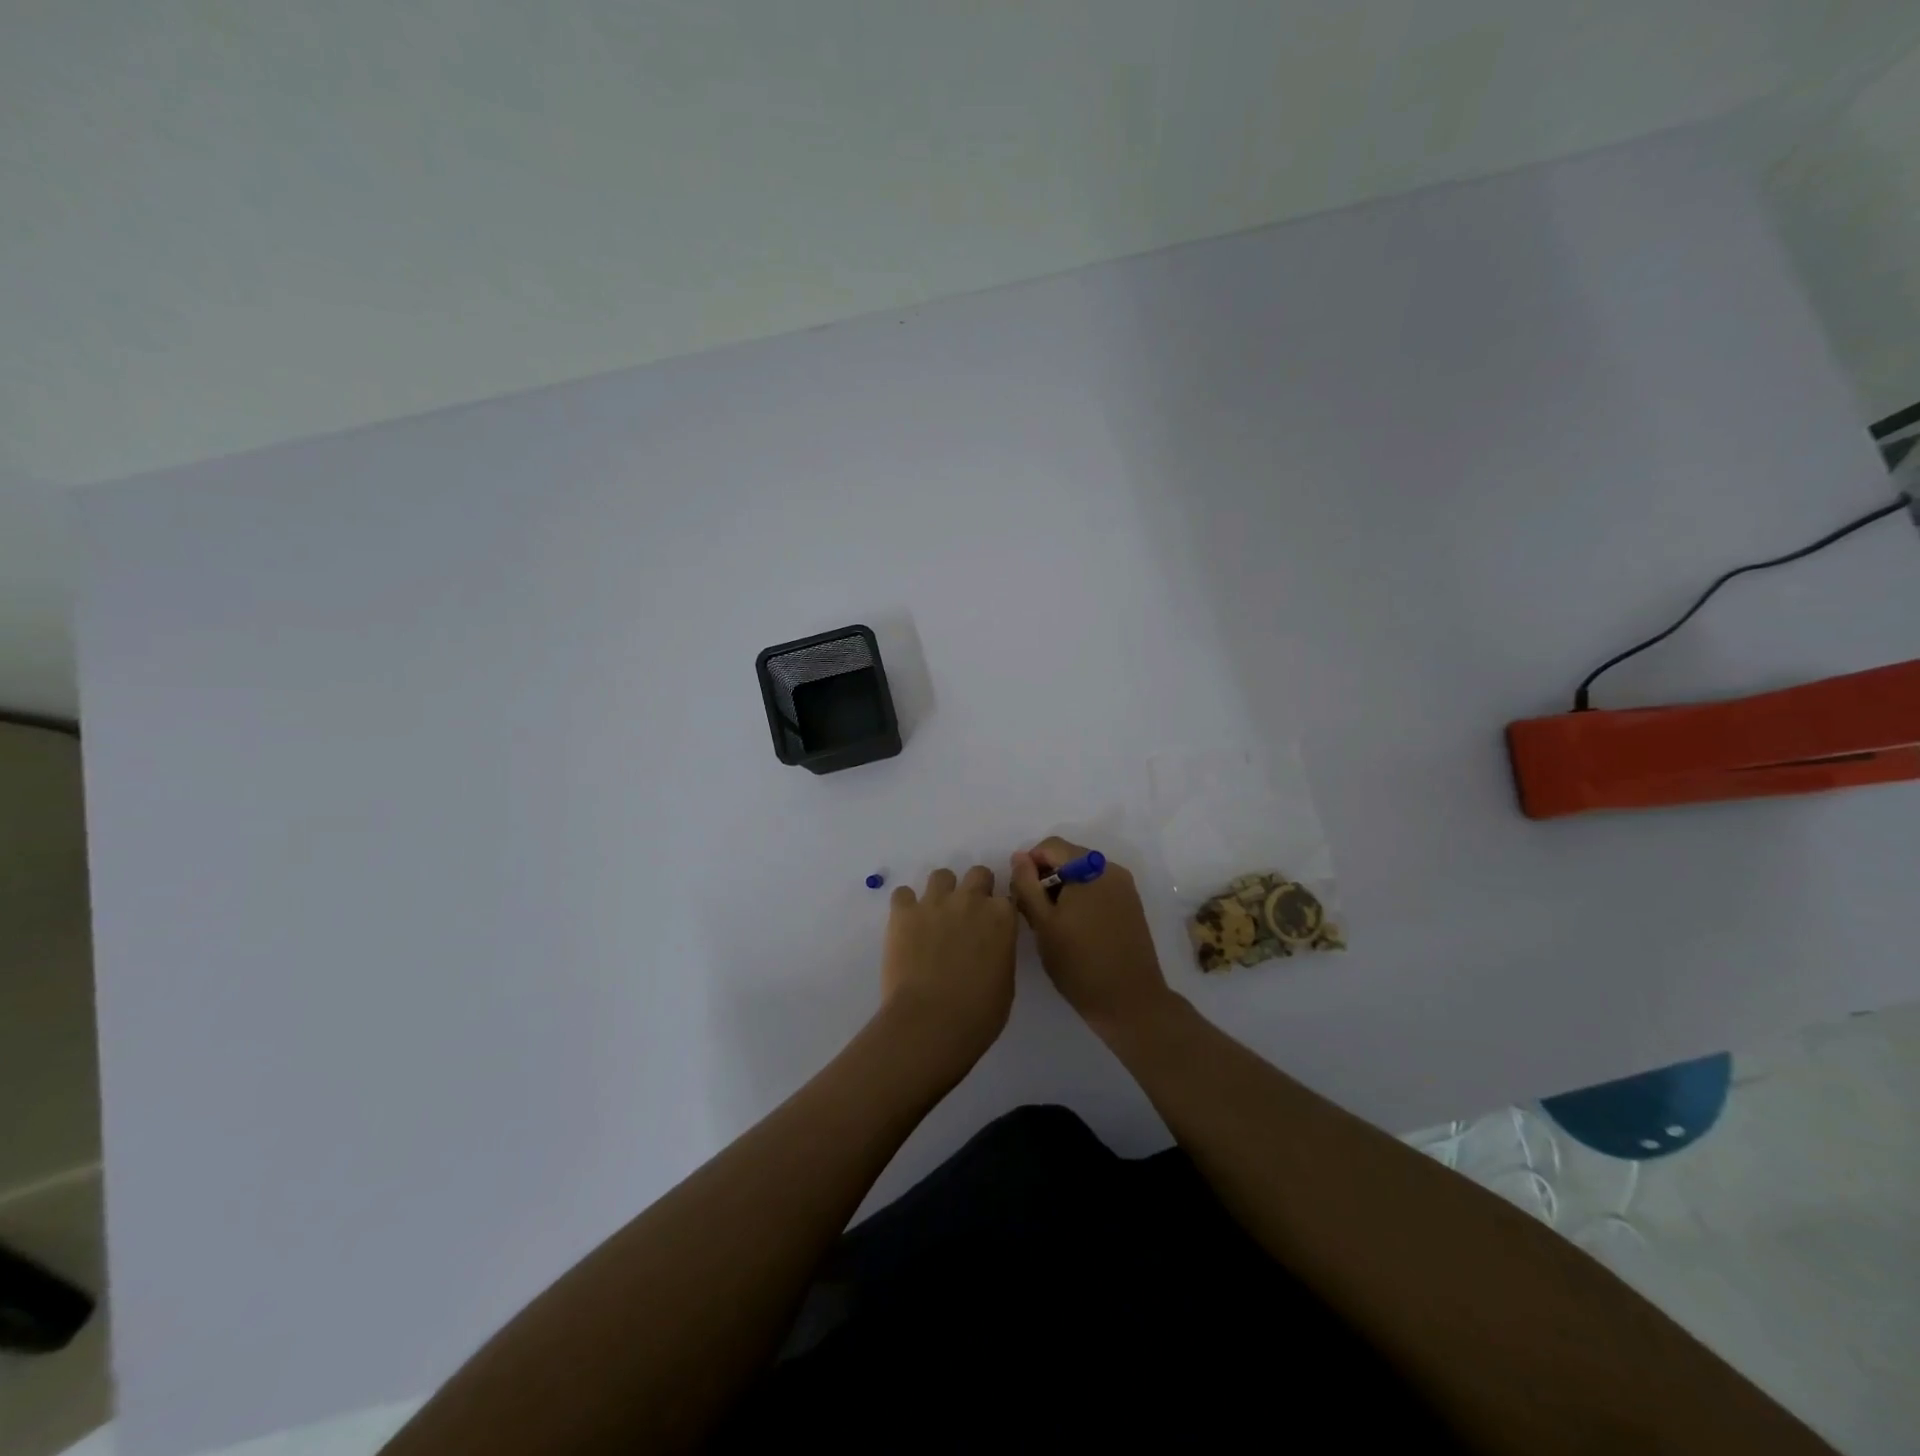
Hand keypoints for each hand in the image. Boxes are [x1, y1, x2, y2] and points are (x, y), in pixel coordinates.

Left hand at [879, 866, 1017, 1076]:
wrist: (931, 1022)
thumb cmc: (978, 1014)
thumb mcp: (1005, 982)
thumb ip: (999, 951)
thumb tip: (988, 947)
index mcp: (1002, 917)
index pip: (1006, 897)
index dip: (999, 911)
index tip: (993, 925)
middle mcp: (971, 900)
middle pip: (978, 874)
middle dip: (975, 889)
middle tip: (966, 916)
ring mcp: (935, 902)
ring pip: (941, 875)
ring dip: (941, 892)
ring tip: (934, 917)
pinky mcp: (904, 912)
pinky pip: (903, 894)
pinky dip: (905, 906)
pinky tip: (907, 925)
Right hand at [1010, 837, 1174, 1037]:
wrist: (1129, 1001)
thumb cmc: (1079, 963)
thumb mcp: (1043, 923)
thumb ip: (1027, 885)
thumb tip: (1019, 857)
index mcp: (1090, 868)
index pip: (1051, 846)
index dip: (1029, 864)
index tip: (1021, 894)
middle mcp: (1111, 869)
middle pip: (1068, 858)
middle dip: (1046, 877)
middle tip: (1033, 912)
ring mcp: (1125, 888)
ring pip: (1083, 875)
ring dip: (1063, 890)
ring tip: (1052, 924)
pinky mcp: (1131, 906)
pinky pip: (1098, 889)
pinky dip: (1081, 899)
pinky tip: (1074, 929)